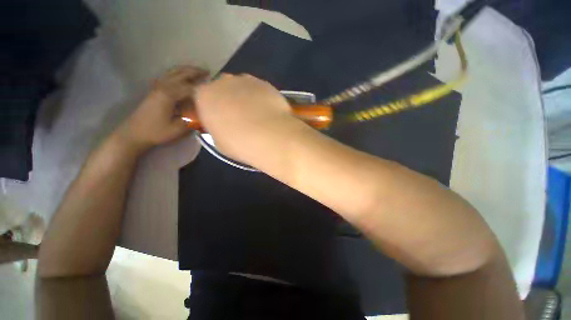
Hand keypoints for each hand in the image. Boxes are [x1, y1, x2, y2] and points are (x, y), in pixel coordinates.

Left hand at [115, 66, 208, 151]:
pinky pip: (168, 76)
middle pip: (181, 74)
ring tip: (197, 71)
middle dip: (195, 72)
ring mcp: (157, 87)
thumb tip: (204, 113)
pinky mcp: (154, 90)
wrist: (134, 133)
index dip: (202, 90)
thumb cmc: (156, 132)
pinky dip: (177, 73)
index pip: (190, 88)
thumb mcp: (178, 129)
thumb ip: (192, 119)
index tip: (213, 91)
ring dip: (186, 70)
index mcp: (168, 95)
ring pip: (173, 72)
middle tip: (208, 72)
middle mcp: (163, 86)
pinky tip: (182, 77)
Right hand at [195, 74, 304, 164]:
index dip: (211, 109)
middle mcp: (223, 82)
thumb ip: (217, 129)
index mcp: (205, 96)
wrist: (270, 135)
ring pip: (241, 87)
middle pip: (222, 89)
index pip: (202, 98)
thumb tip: (223, 127)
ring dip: (245, 98)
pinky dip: (260, 98)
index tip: (219, 120)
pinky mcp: (265, 83)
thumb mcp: (219, 142)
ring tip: (257, 115)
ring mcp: (245, 80)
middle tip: (239, 118)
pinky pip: (258, 90)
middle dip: (228, 101)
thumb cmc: (240, 143)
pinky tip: (268, 111)